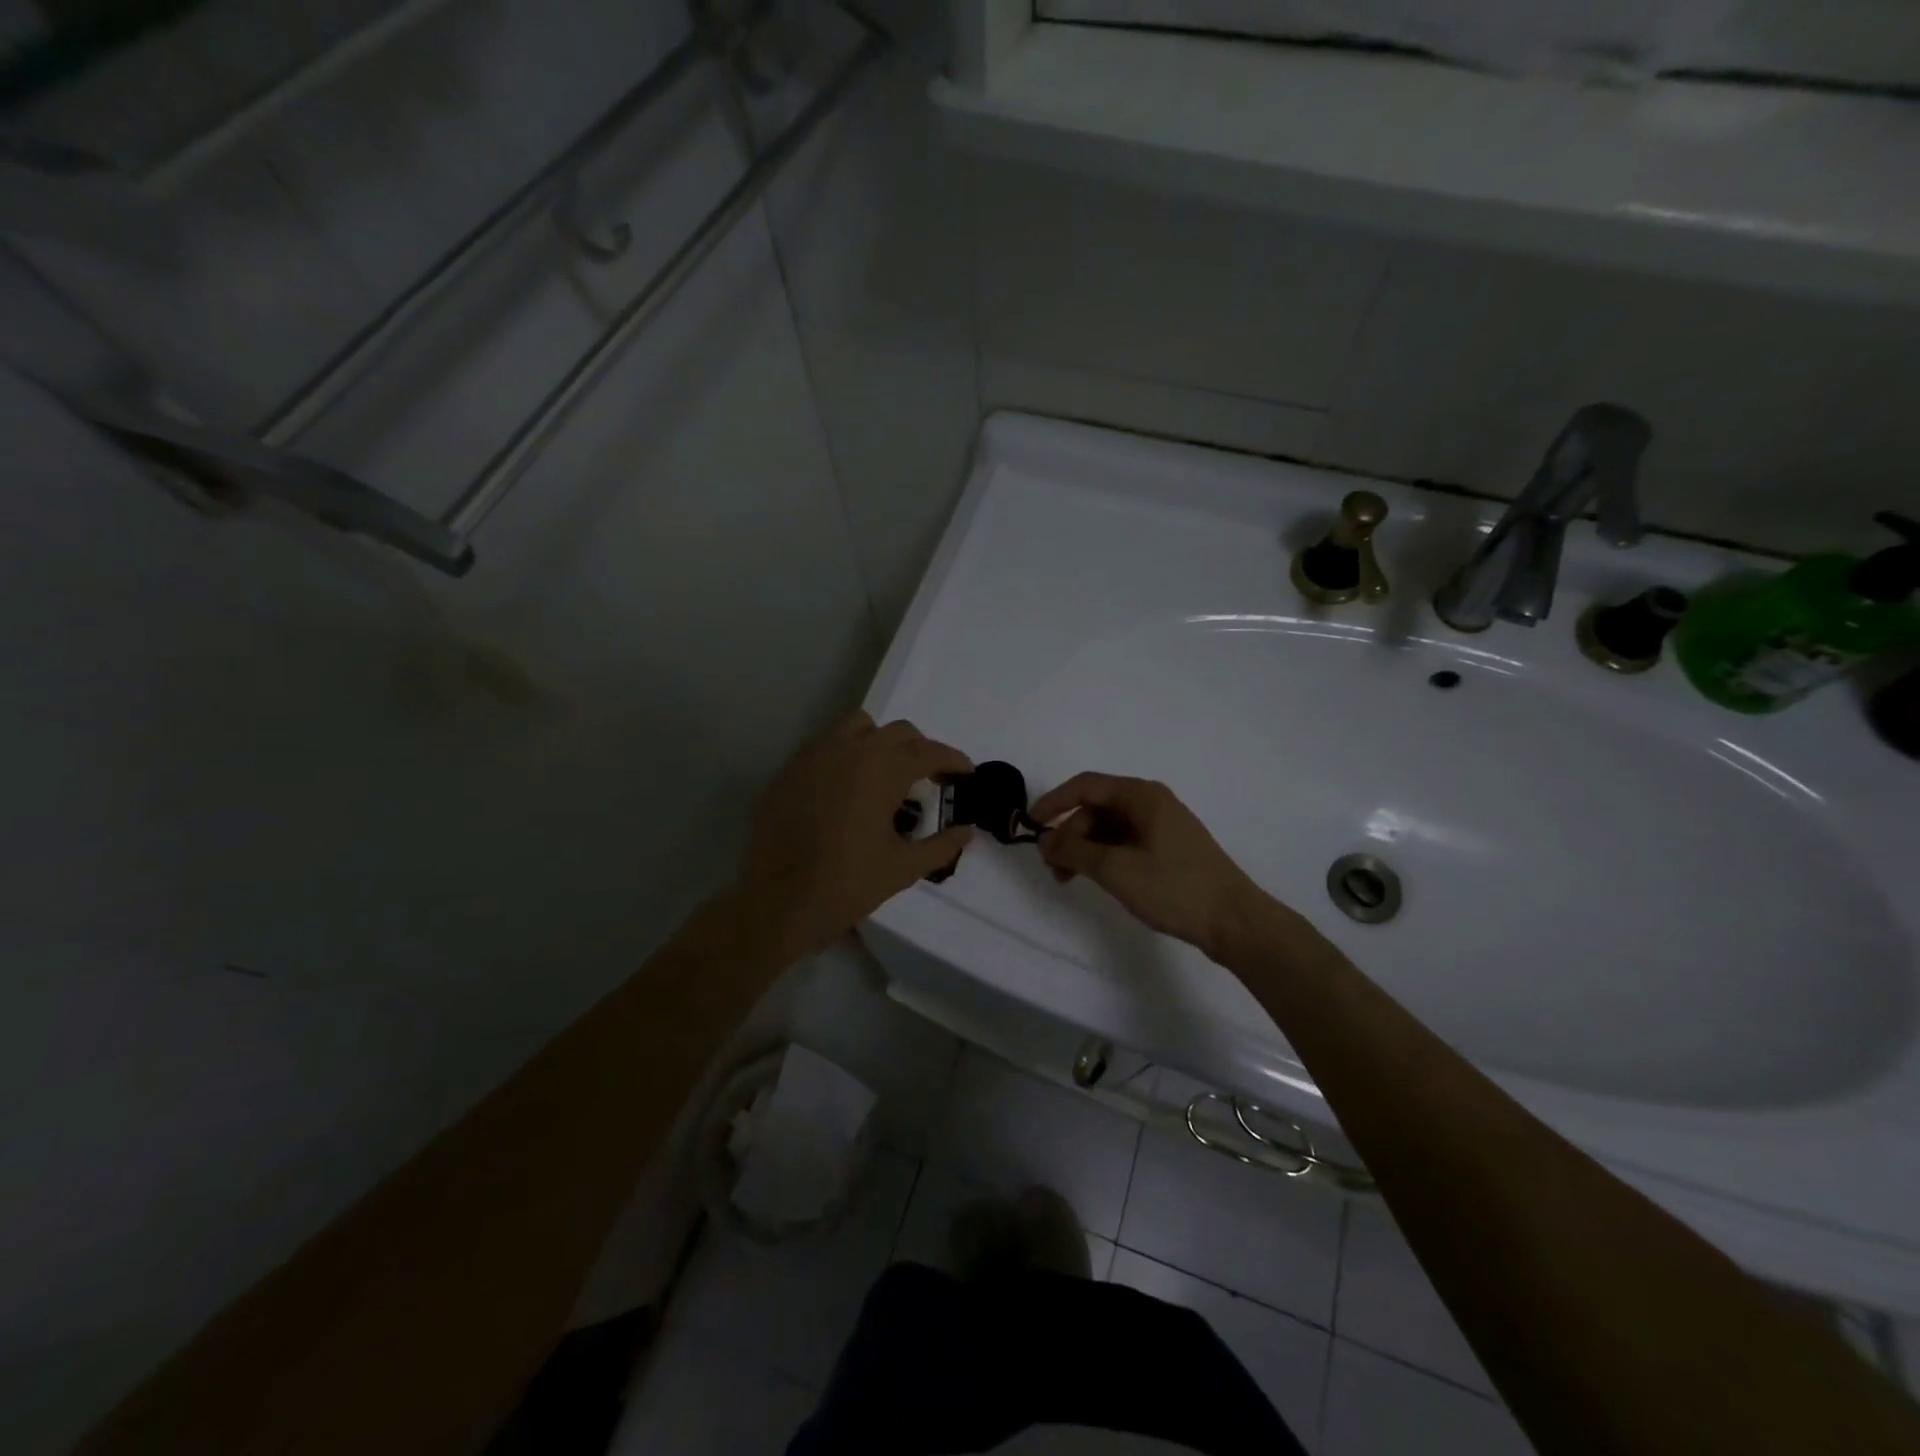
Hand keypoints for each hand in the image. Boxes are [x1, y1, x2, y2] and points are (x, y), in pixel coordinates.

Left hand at [739, 712, 974, 957]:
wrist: (778, 902)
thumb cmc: (848, 884)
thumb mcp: (904, 868)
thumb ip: (941, 845)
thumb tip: (967, 831)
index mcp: (882, 769)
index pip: (928, 752)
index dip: (953, 760)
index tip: (967, 773)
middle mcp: (850, 750)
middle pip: (898, 732)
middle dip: (920, 750)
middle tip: (930, 779)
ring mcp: (815, 755)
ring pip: (858, 727)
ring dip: (881, 742)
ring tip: (886, 775)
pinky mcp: (790, 770)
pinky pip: (827, 746)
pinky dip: (847, 755)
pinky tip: (848, 789)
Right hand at [1033, 772, 1265, 958]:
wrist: (1234, 921)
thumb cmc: (1174, 887)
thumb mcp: (1115, 869)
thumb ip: (1074, 851)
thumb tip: (1045, 841)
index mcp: (1142, 796)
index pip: (1086, 786)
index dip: (1054, 802)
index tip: (1031, 826)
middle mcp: (1152, 803)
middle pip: (1097, 808)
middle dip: (1069, 833)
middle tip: (1053, 867)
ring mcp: (1162, 826)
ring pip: (1110, 828)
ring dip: (1084, 848)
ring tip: (1068, 879)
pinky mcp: (1169, 849)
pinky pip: (1125, 842)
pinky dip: (1104, 857)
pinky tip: (1097, 879)